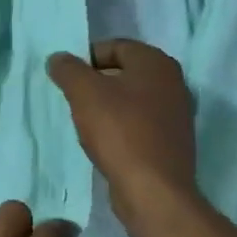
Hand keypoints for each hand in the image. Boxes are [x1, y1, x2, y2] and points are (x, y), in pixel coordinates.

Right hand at [47, 39, 199, 227]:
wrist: (154, 190)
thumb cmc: (119, 131)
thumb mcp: (84, 93)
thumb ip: (68, 69)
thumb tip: (58, 58)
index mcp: (156, 62)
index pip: (115, 46)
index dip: (87, 57)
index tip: (66, 77)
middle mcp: (173, 82)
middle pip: (125, 72)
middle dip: (96, 82)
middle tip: (72, 98)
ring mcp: (177, 114)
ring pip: (132, 99)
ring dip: (108, 106)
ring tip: (85, 121)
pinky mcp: (172, 142)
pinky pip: (140, 123)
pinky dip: (121, 127)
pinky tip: (105, 143)